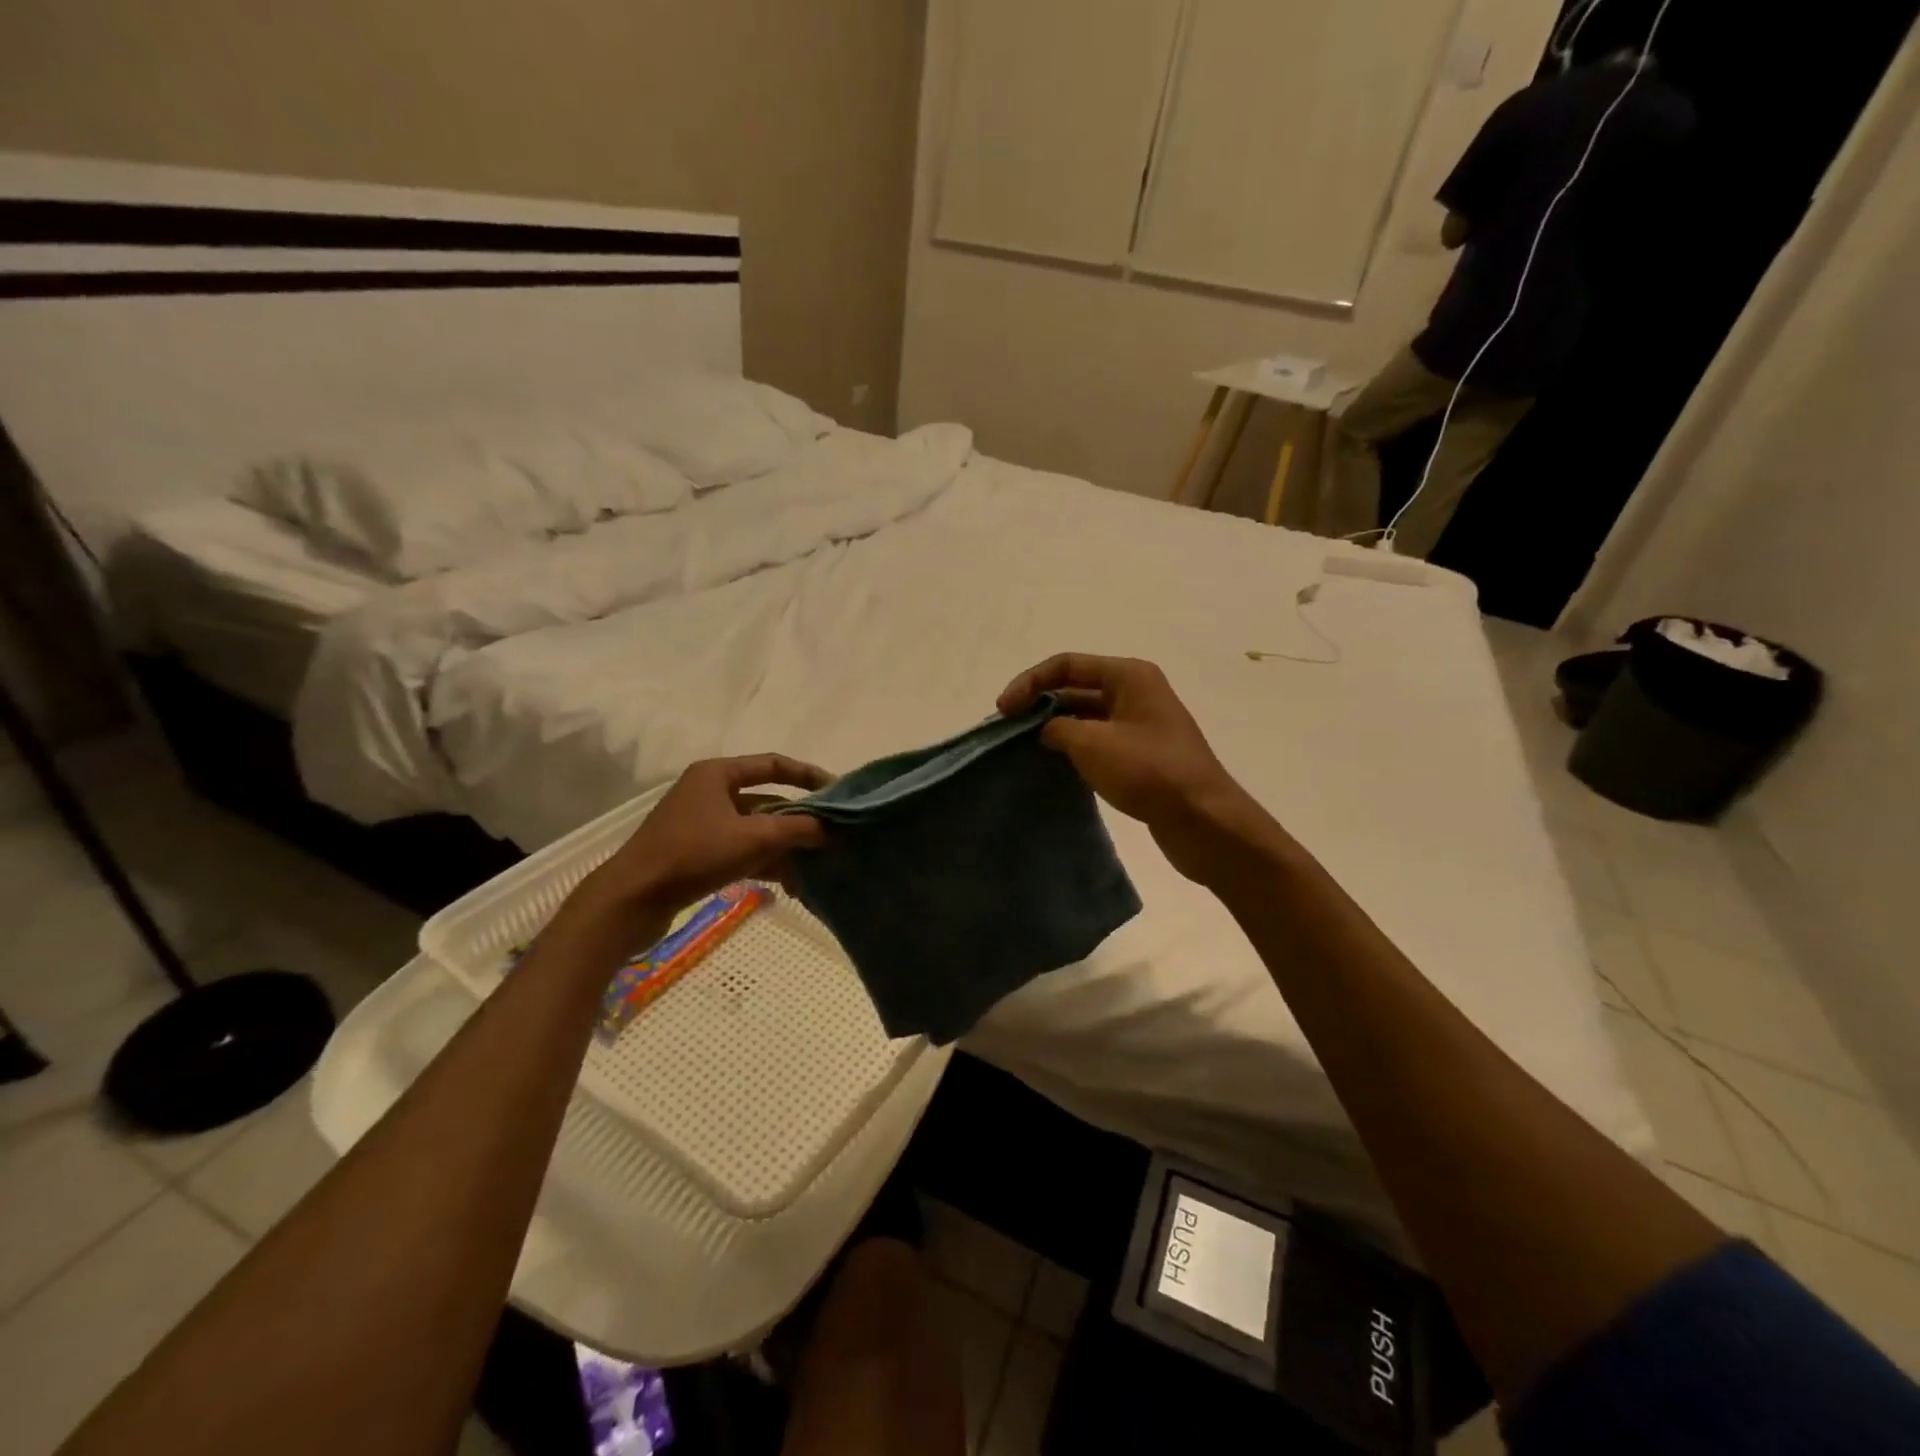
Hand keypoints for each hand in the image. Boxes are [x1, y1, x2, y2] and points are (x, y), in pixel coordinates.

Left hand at [575, 754, 830, 917]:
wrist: (632, 900)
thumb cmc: (693, 854)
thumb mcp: (754, 838)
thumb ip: (798, 829)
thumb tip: (832, 829)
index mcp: (717, 774)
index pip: (773, 764)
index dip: (808, 775)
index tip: (837, 792)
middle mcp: (709, 793)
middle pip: (767, 801)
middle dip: (799, 822)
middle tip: (831, 837)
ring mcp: (702, 825)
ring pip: (756, 831)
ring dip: (785, 848)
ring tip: (814, 870)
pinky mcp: (697, 855)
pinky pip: (742, 852)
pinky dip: (765, 864)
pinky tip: (790, 886)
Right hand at [998, 654, 1272, 884]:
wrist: (1203, 820)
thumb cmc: (1148, 771)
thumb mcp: (1091, 743)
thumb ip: (1056, 727)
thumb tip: (1044, 730)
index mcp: (1128, 675)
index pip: (1066, 665)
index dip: (1029, 682)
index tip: (1003, 711)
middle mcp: (1135, 692)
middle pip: (1074, 688)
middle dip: (1039, 705)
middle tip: (1007, 731)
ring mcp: (1139, 724)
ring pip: (1084, 716)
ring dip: (1053, 728)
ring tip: (1022, 749)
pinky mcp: (1140, 754)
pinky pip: (1096, 741)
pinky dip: (1071, 748)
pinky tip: (1051, 765)